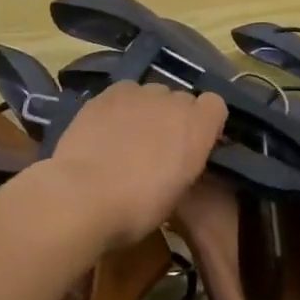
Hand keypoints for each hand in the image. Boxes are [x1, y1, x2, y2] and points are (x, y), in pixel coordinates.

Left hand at [49, 81, 226, 248]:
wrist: (84, 195)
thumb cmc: (138, 206)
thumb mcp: (176, 194)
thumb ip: (184, 164)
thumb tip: (176, 159)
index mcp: (198, 126)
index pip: (215, 106)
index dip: (205, 123)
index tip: (193, 144)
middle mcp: (174, 101)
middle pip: (181, 99)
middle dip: (174, 118)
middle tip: (158, 146)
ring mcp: (139, 93)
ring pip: (152, 94)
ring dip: (148, 110)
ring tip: (128, 136)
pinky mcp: (107, 94)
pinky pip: (124, 93)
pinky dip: (121, 106)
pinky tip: (107, 128)